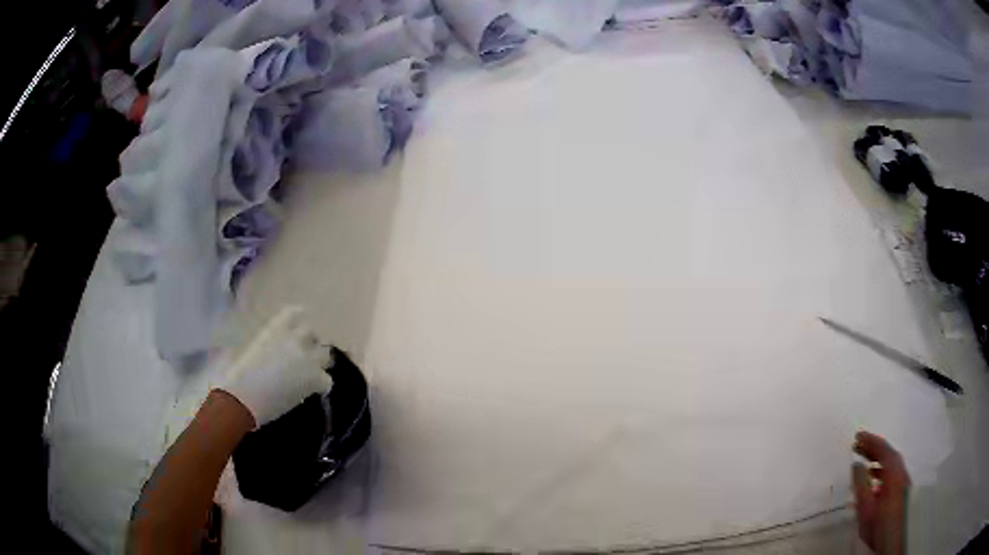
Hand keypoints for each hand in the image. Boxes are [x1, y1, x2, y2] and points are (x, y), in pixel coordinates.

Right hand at [218, 306, 332, 427]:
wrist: (241, 400)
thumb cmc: (235, 376)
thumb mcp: (245, 350)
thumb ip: (261, 344)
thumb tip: (263, 350)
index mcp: (274, 329)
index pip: (295, 313)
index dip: (299, 321)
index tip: (298, 328)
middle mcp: (294, 339)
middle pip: (312, 333)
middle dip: (309, 343)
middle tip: (303, 357)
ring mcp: (306, 359)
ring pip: (325, 355)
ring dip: (318, 363)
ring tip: (310, 374)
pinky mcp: (314, 380)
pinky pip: (327, 380)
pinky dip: (321, 386)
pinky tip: (312, 392)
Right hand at [852, 431, 910, 554]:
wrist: (894, 540)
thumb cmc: (879, 525)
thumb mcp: (866, 510)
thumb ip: (861, 486)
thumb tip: (856, 465)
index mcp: (894, 472)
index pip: (883, 449)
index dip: (871, 441)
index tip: (858, 436)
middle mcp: (902, 472)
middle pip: (889, 454)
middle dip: (874, 449)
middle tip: (860, 446)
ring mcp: (904, 481)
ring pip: (892, 464)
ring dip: (878, 460)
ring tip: (865, 461)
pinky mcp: (903, 490)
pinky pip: (893, 473)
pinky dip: (883, 471)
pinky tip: (874, 482)